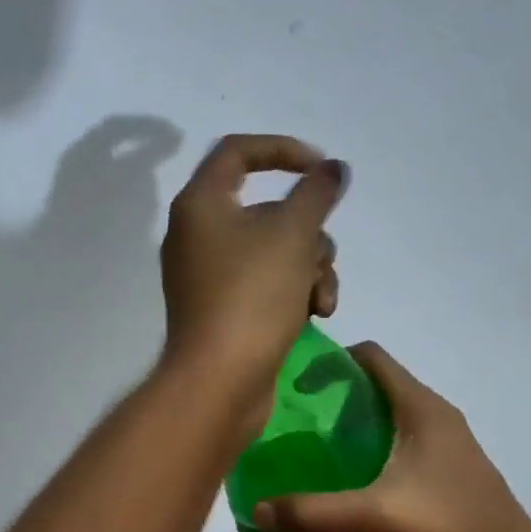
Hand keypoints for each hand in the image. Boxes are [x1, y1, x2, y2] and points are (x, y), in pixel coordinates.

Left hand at [160, 134, 346, 419]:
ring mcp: (211, 276)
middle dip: (309, 232)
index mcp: (201, 204)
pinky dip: (293, 292)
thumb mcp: (293, 234)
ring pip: (276, 251)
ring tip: (321, 300)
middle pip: (269, 210)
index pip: (238, 152)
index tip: (322, 170)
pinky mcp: (226, 310)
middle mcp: (199, 235)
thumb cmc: (252, 297)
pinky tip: (314, 315)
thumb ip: (316, 193)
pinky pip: (267, 284)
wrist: (221, 381)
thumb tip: (331, 170)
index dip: (284, 150)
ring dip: (311, 268)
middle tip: (321, 256)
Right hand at [252, 343, 530, 531]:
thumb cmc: (448, 528)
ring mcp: (448, 442)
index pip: (371, 357)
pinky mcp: (451, 469)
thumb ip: (313, 512)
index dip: (331, 361)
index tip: (295, 385)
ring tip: (316, 453)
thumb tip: (258, 509)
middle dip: (335, 397)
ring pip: (391, 416)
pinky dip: (375, 449)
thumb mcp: (373, 518)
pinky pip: (404, 442)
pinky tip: (354, 483)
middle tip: (295, 424)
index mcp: (421, 408)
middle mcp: (436, 415)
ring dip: (355, 425)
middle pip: (378, 385)